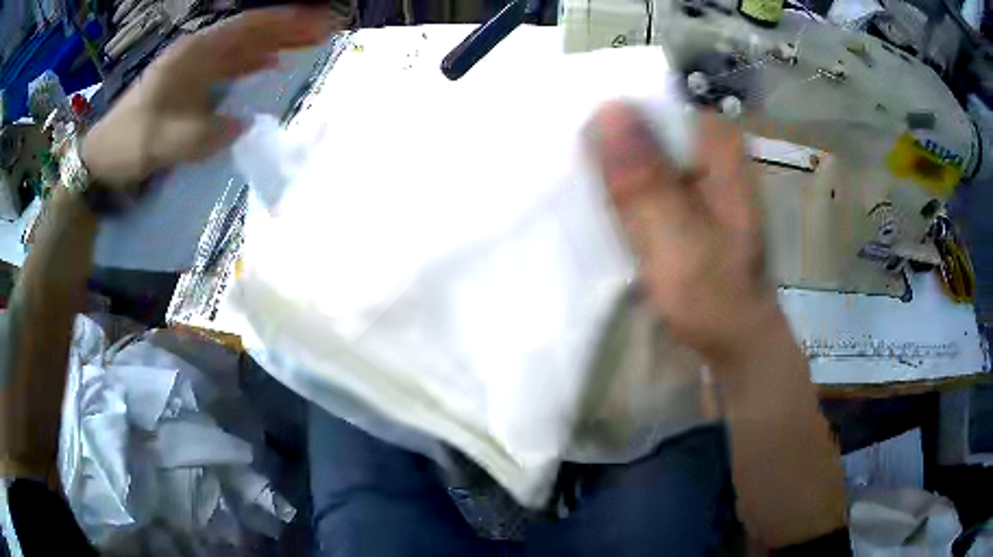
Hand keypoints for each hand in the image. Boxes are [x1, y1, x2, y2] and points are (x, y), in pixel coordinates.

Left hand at [82, 7, 340, 188]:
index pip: (246, 27)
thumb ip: (208, 134)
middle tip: (324, 30)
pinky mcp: (191, 82)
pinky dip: (252, 62)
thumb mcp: (167, 142)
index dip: (283, 22)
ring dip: (273, 42)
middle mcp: (197, 52)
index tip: (317, 22)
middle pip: (249, 31)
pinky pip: (229, 65)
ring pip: (241, 46)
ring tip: (307, 43)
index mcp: (192, 54)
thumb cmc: (130, 143)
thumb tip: (245, 126)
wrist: (102, 157)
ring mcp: (194, 66)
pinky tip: (270, 64)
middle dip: (286, 28)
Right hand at [590, 104, 777, 366]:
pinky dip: (619, 187)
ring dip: (608, 167)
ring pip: (638, 150)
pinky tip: (595, 201)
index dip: (606, 118)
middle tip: (561, 168)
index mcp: (718, 144)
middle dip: (604, 143)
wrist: (736, 336)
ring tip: (570, 184)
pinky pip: (641, 176)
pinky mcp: (683, 194)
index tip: (568, 140)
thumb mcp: (678, 242)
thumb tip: (606, 109)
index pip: (650, 104)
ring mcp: (696, 171)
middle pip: (643, 125)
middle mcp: (708, 146)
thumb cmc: (715, 297)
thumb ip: (645, 182)